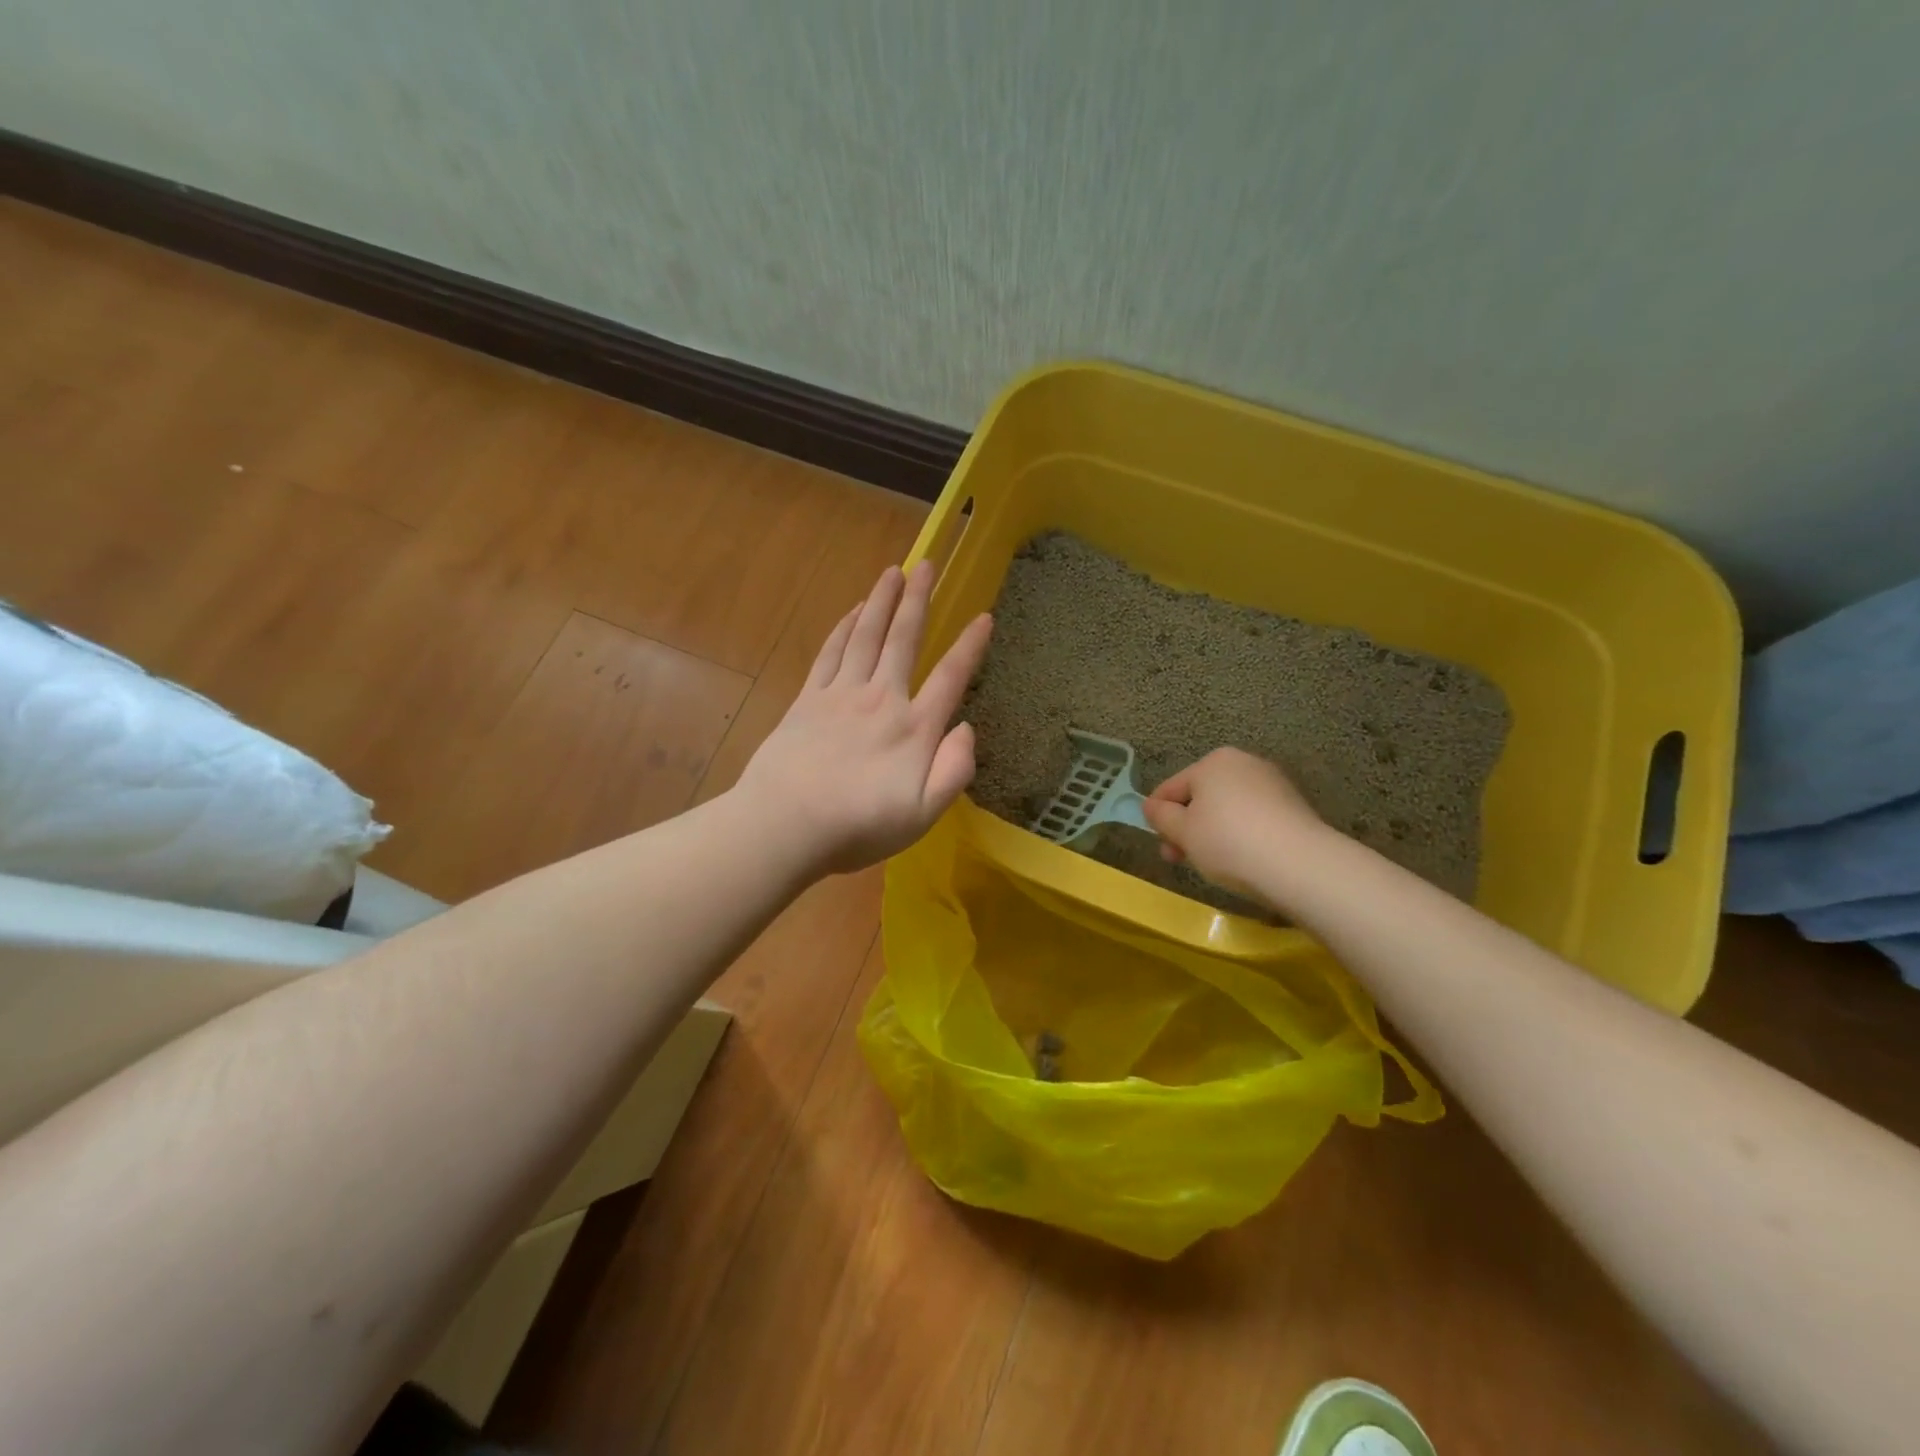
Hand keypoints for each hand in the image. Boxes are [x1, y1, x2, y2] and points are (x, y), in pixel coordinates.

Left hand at [735, 562, 992, 876]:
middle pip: (904, 639)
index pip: (950, 677)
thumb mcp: (923, 814)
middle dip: (918, 599)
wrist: (785, 824)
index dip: (970, 646)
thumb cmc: (859, 825)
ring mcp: (841, 695)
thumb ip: (954, 770)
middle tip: (927, 564)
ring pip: (866, 635)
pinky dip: (844, 627)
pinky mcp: (808, 699)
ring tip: (893, 571)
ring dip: (881, 600)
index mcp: (914, 728)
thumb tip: (967, 728)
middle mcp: (881, 699)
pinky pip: (831, 652)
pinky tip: (853, 612)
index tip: (984, 616)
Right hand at [1141, 748, 1327, 906]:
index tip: (1160, 845)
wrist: (1299, 865)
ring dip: (1212, 833)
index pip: (1171, 787)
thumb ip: (1160, 816)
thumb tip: (1152, 806)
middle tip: (1181, 859)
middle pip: (1201, 797)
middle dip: (1187, 828)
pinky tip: (1242, 860)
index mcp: (1213, 761)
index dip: (1158, 816)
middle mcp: (1244, 763)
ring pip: (1227, 809)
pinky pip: (1253, 819)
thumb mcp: (1182, 831)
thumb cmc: (1228, 842)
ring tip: (1213, 864)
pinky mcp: (1294, 807)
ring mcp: (1273, 784)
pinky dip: (1241, 836)